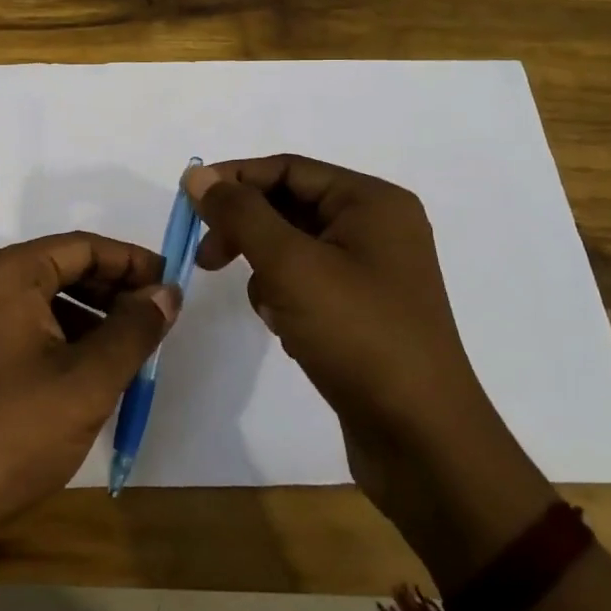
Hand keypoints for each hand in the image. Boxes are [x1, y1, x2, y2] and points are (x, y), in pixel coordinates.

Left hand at [0, 233, 178, 552]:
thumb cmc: (14, 434)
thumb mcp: (88, 382)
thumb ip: (134, 330)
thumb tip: (167, 293)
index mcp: (5, 273)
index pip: (82, 247)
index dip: (132, 262)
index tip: (172, 284)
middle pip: (60, 267)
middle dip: (112, 289)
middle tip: (157, 316)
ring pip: (42, 297)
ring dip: (89, 314)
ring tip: (131, 345)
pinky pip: (22, 322)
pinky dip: (60, 334)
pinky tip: (89, 366)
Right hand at [185, 156, 551, 582]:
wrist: (423, 441)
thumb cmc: (358, 336)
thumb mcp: (290, 265)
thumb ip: (240, 214)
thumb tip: (197, 175)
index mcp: (371, 203)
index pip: (287, 169)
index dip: (234, 180)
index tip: (188, 203)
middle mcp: (377, 228)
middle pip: (290, 205)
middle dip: (245, 228)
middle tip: (206, 258)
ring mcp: (372, 272)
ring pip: (293, 247)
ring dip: (265, 268)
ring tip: (267, 306)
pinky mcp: (363, 311)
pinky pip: (307, 282)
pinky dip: (285, 297)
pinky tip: (287, 329)